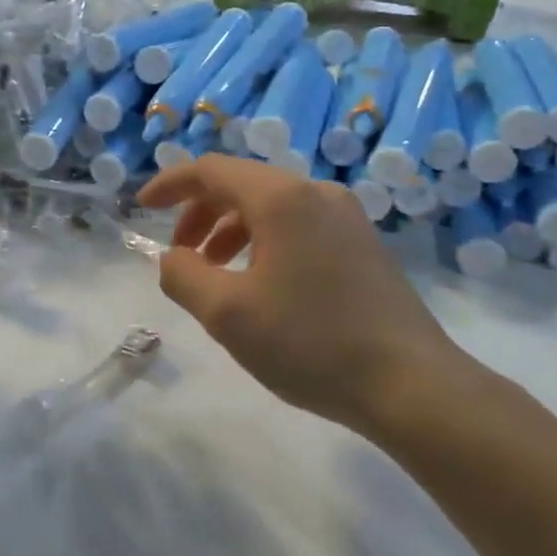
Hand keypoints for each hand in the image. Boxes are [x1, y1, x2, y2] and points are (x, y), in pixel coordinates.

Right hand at [137, 157, 464, 431]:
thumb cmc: (312, 343)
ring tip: (215, 274)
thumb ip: (183, 275)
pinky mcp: (363, 243)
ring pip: (271, 206)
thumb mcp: (228, 314)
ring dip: (231, 230)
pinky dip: (264, 241)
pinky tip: (261, 284)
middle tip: (180, 253)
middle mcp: (316, 193)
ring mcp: (346, 216)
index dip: (170, 184)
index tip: (142, 207)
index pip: (211, 170)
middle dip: (200, 212)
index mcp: (281, 198)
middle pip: (242, 184)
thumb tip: (174, 258)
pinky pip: (298, 225)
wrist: (413, 385)